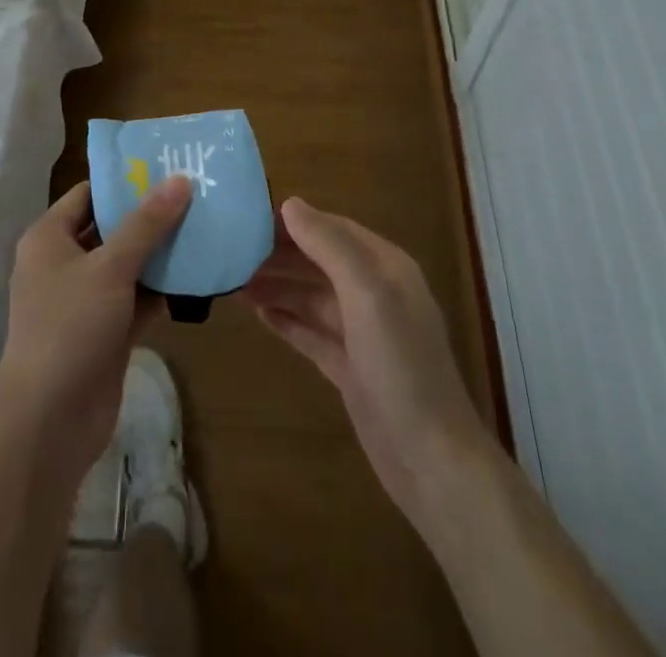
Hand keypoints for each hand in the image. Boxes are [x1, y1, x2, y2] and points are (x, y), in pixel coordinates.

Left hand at [0, 177, 192, 480]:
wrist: (49, 422)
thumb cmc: (70, 327)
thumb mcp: (110, 267)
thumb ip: (146, 224)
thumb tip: (180, 180)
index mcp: (49, 238)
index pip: (88, 194)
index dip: (125, 181)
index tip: (167, 169)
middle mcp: (63, 264)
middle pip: (111, 228)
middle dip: (150, 216)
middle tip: (195, 195)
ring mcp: (84, 301)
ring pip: (127, 266)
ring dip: (160, 254)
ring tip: (204, 227)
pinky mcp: (105, 333)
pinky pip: (136, 300)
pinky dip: (161, 290)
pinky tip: (197, 275)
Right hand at [242, 197, 488, 532]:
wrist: (431, 460)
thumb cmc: (400, 365)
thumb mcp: (367, 294)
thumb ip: (329, 246)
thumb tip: (290, 204)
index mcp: (386, 267)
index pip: (334, 228)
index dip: (296, 222)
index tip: (251, 219)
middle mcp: (375, 293)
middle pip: (321, 261)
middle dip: (282, 254)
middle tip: (235, 251)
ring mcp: (363, 333)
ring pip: (313, 296)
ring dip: (279, 286)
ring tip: (237, 280)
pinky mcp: (350, 368)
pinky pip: (312, 332)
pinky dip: (287, 320)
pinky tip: (259, 313)